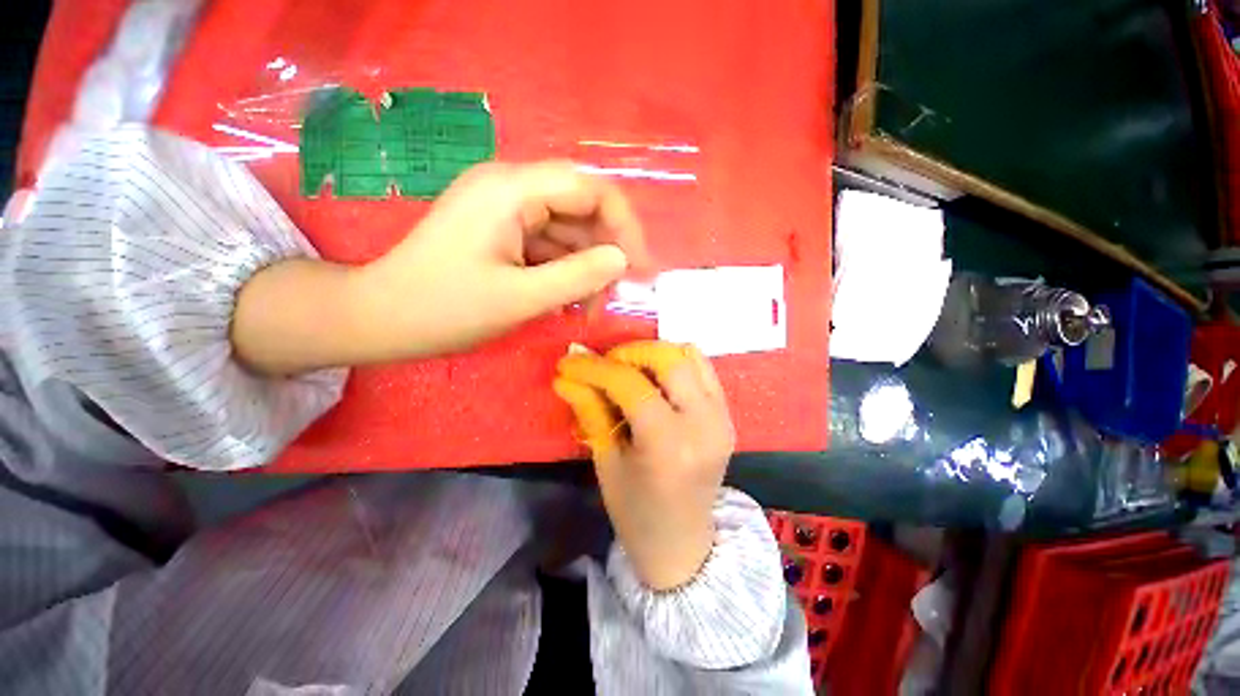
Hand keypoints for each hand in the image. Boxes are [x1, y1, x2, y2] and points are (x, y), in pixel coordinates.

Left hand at [232, 161, 649, 374]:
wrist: (381, 318)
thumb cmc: (444, 309)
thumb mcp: (520, 298)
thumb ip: (578, 276)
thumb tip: (623, 260)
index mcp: (511, 190)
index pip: (590, 187)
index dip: (623, 226)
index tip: (638, 269)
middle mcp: (510, 187)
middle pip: (581, 207)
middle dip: (605, 251)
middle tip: (612, 295)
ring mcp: (505, 208)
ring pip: (568, 230)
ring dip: (585, 267)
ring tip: (588, 308)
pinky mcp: (501, 229)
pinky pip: (548, 244)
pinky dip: (564, 271)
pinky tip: (565, 301)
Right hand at [553, 340, 734, 590]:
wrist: (683, 544)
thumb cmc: (635, 512)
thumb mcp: (605, 462)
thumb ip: (590, 409)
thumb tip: (568, 370)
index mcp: (669, 445)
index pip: (631, 386)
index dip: (595, 368)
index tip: (569, 363)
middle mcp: (703, 424)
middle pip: (668, 359)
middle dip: (629, 353)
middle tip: (604, 365)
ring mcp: (722, 417)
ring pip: (690, 356)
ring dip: (653, 354)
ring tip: (628, 369)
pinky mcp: (728, 415)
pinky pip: (703, 369)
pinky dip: (676, 363)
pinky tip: (654, 377)